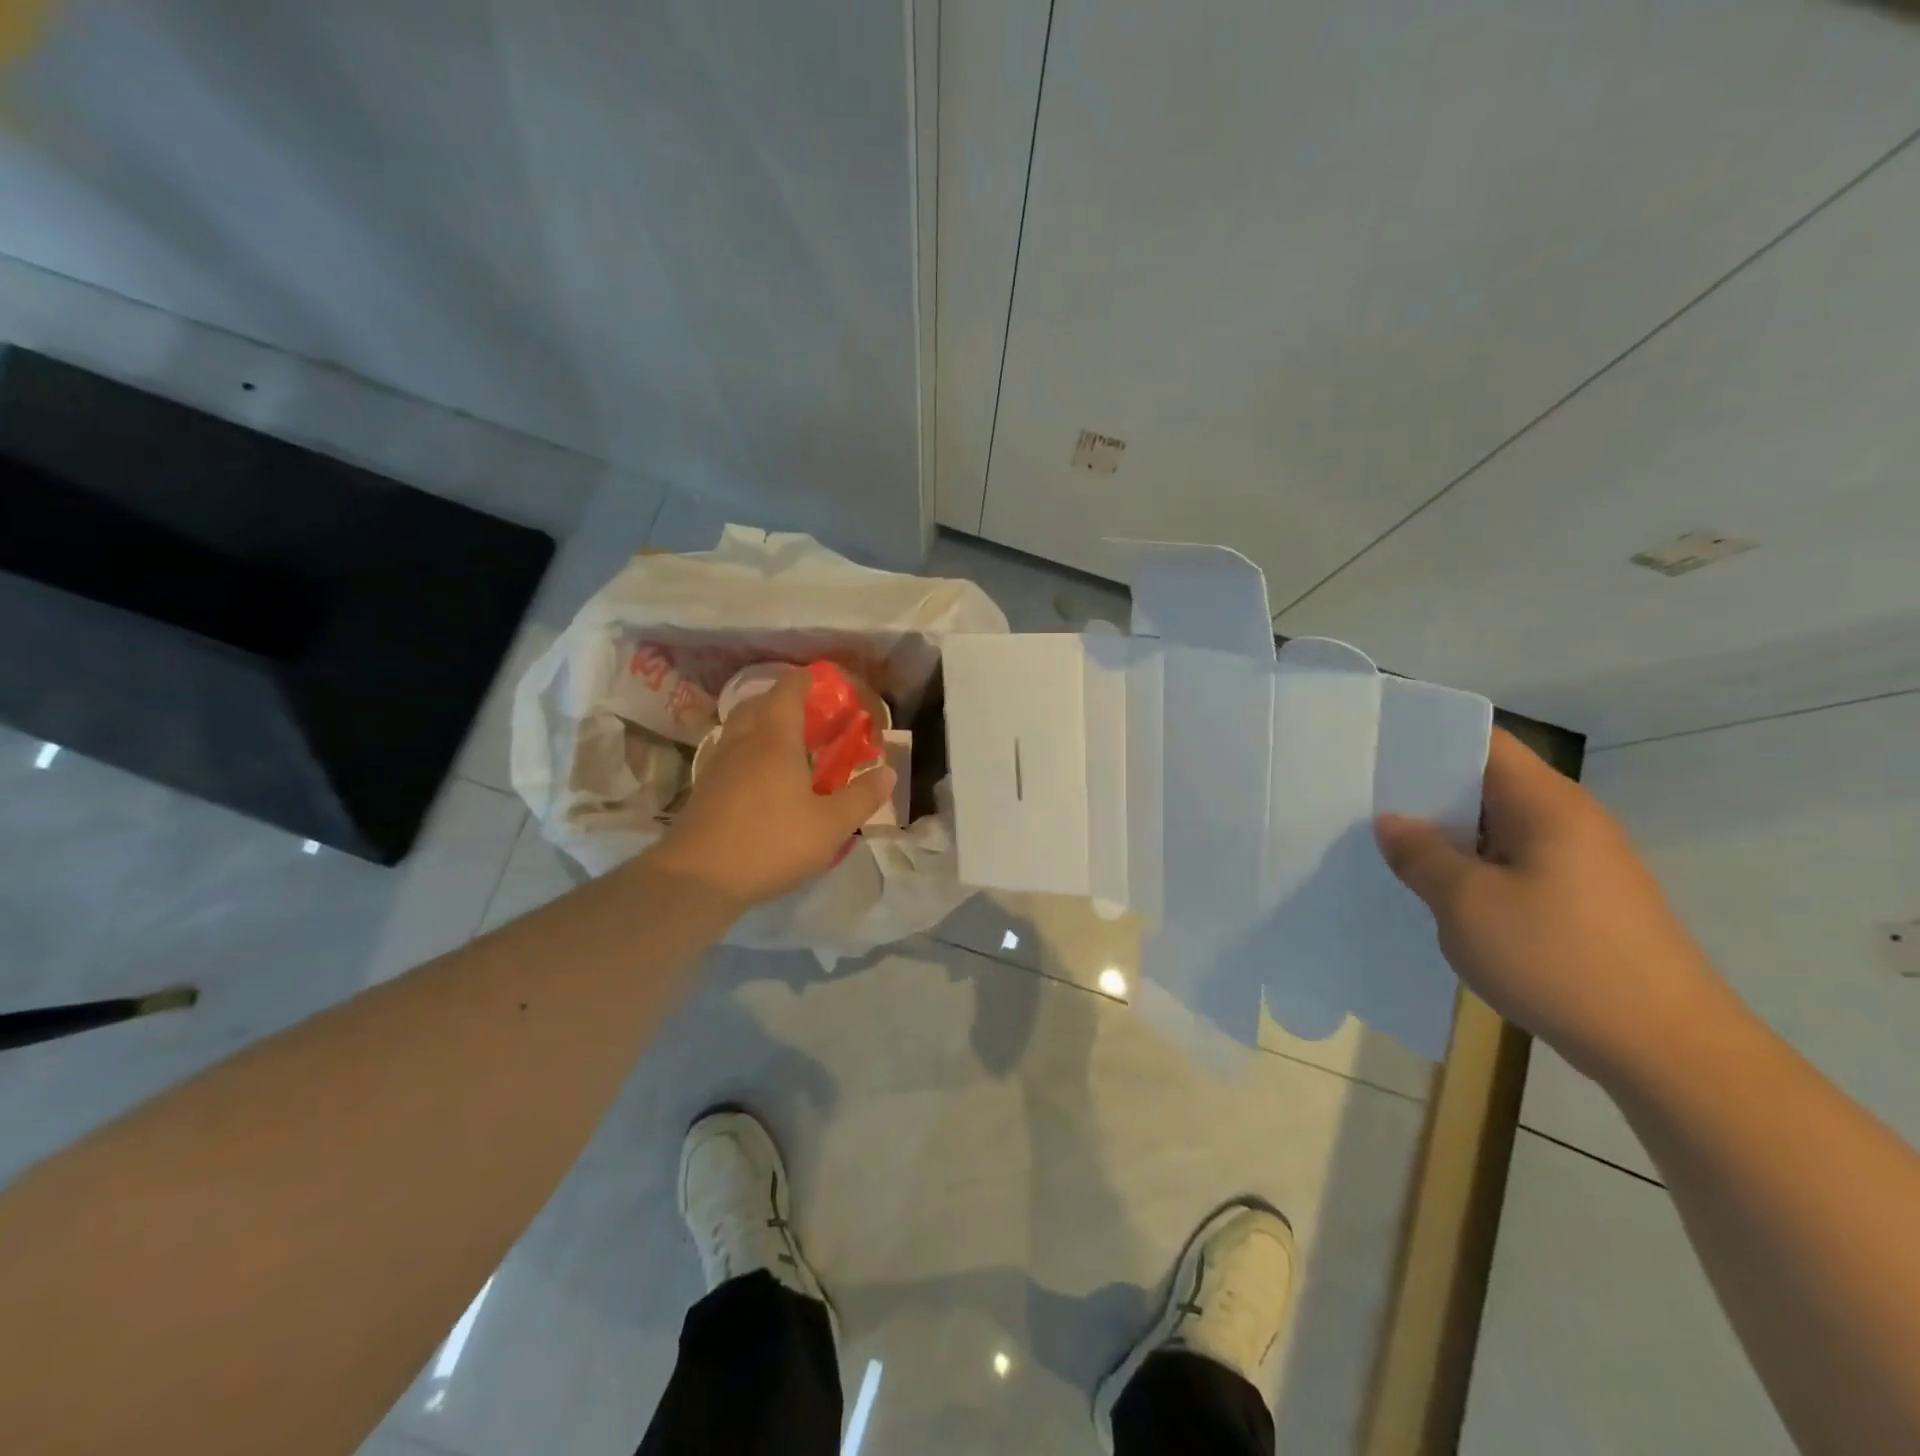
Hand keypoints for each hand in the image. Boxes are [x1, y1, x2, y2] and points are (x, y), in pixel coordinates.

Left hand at [648, 669, 895, 908]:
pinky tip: (764, 779)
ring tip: (789, 745)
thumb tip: (889, 772)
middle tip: (809, 714)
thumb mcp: (831, 826)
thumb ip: (862, 797)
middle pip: (759, 704)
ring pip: (740, 728)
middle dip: (783, 700)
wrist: (697, 878)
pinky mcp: (705, 789)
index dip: (806, 680)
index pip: (788, 691)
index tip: (824, 681)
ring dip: (763, 725)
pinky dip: (749, 751)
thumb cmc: (771, 843)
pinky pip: (731, 753)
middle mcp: (743, 742)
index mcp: (775, 739)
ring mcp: (719, 764)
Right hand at [1376, 728, 1728, 1079]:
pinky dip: (1474, 870)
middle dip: (1426, 793)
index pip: (1484, 743)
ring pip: (1498, 830)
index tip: (1377, 752)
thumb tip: (1393, 822)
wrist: (1667, 1049)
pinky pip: (1514, 866)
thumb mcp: (1466, 903)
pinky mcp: (1585, 902)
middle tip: (1365, 805)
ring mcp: (1583, 863)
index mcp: (1546, 804)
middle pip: (1488, 784)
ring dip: (1448, 838)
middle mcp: (1570, 821)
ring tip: (1390, 850)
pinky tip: (1441, 897)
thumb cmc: (1558, 959)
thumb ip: (1421, 855)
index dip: (1429, 739)